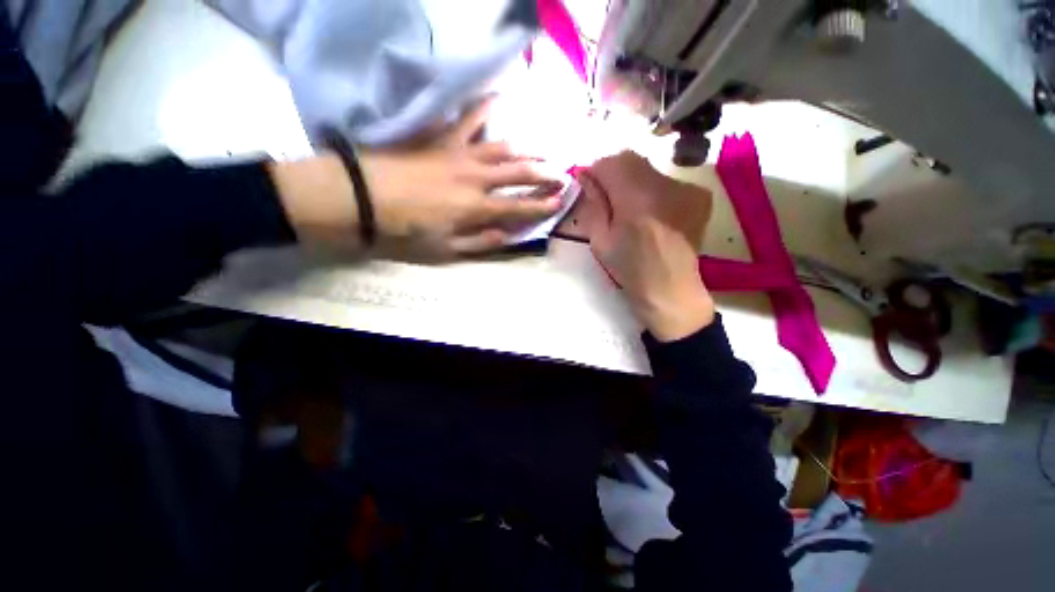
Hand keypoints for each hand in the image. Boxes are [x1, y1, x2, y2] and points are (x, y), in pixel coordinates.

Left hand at [271, 99, 562, 261]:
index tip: (560, 202)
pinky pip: (468, 117)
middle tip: (562, 174)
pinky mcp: (442, 138)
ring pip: (503, 147)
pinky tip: (499, 98)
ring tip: (543, 151)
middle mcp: (476, 178)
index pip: (519, 207)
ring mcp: (460, 154)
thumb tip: (507, 235)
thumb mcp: (445, 250)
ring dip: (527, 149)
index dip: (542, 205)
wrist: (364, 198)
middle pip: (519, 173)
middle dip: (544, 174)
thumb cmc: (406, 230)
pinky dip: (485, 106)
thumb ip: (480, 243)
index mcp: (477, 208)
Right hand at [578, 151, 715, 340]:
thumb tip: (586, 175)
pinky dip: (653, 189)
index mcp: (636, 201)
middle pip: (631, 159)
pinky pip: (667, 181)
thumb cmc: (629, 269)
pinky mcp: (699, 195)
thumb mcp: (600, 240)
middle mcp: (665, 187)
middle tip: (607, 195)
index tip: (589, 184)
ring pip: (649, 169)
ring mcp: (686, 189)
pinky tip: (652, 212)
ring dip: (633, 180)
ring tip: (631, 207)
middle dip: (614, 171)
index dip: (596, 170)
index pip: (611, 163)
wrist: (670, 289)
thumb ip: (594, 203)